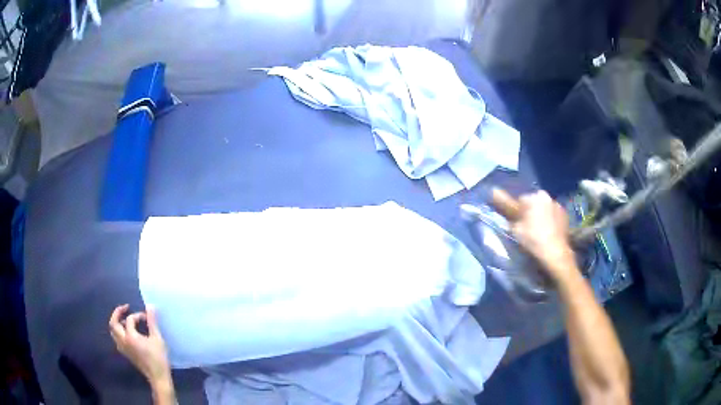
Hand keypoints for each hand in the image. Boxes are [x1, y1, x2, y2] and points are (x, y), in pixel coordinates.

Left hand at [109, 304, 170, 387]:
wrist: (158, 376)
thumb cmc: (159, 358)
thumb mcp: (157, 339)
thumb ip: (152, 322)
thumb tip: (150, 306)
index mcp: (130, 337)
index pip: (129, 319)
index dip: (138, 315)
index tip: (147, 317)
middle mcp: (123, 341)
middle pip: (113, 323)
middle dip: (118, 313)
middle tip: (126, 308)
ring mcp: (123, 348)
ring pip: (113, 331)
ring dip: (117, 323)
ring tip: (126, 320)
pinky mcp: (125, 353)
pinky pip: (117, 338)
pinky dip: (119, 331)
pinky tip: (128, 333)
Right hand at [510, 191, 577, 282]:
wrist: (555, 254)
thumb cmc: (532, 240)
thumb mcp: (514, 227)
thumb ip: (505, 208)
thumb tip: (492, 190)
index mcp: (533, 196)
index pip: (520, 200)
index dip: (516, 213)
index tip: (516, 226)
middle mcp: (547, 196)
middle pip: (533, 203)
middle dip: (529, 213)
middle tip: (526, 230)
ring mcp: (558, 205)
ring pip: (544, 209)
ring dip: (540, 217)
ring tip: (538, 233)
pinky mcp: (565, 216)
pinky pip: (553, 216)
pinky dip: (550, 222)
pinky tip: (548, 234)